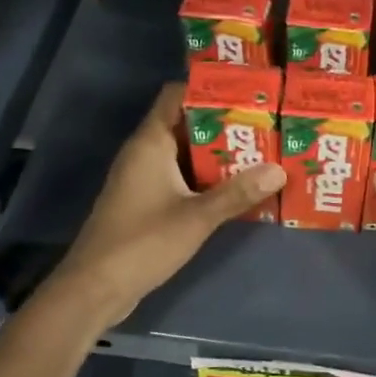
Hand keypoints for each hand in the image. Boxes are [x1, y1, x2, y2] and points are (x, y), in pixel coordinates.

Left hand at [53, 83, 286, 326]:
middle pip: (187, 124)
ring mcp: (143, 177)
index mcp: (151, 142)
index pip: (177, 95)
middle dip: (224, 124)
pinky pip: (180, 176)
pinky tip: (236, 188)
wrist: (96, 287)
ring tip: (260, 153)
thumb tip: (279, 170)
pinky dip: (206, 177)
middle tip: (266, 126)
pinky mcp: (146, 200)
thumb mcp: (197, 217)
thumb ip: (238, 193)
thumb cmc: (143, 242)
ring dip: (218, 154)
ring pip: (186, 153)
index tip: (247, 93)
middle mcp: (145, 152)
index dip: (209, 89)